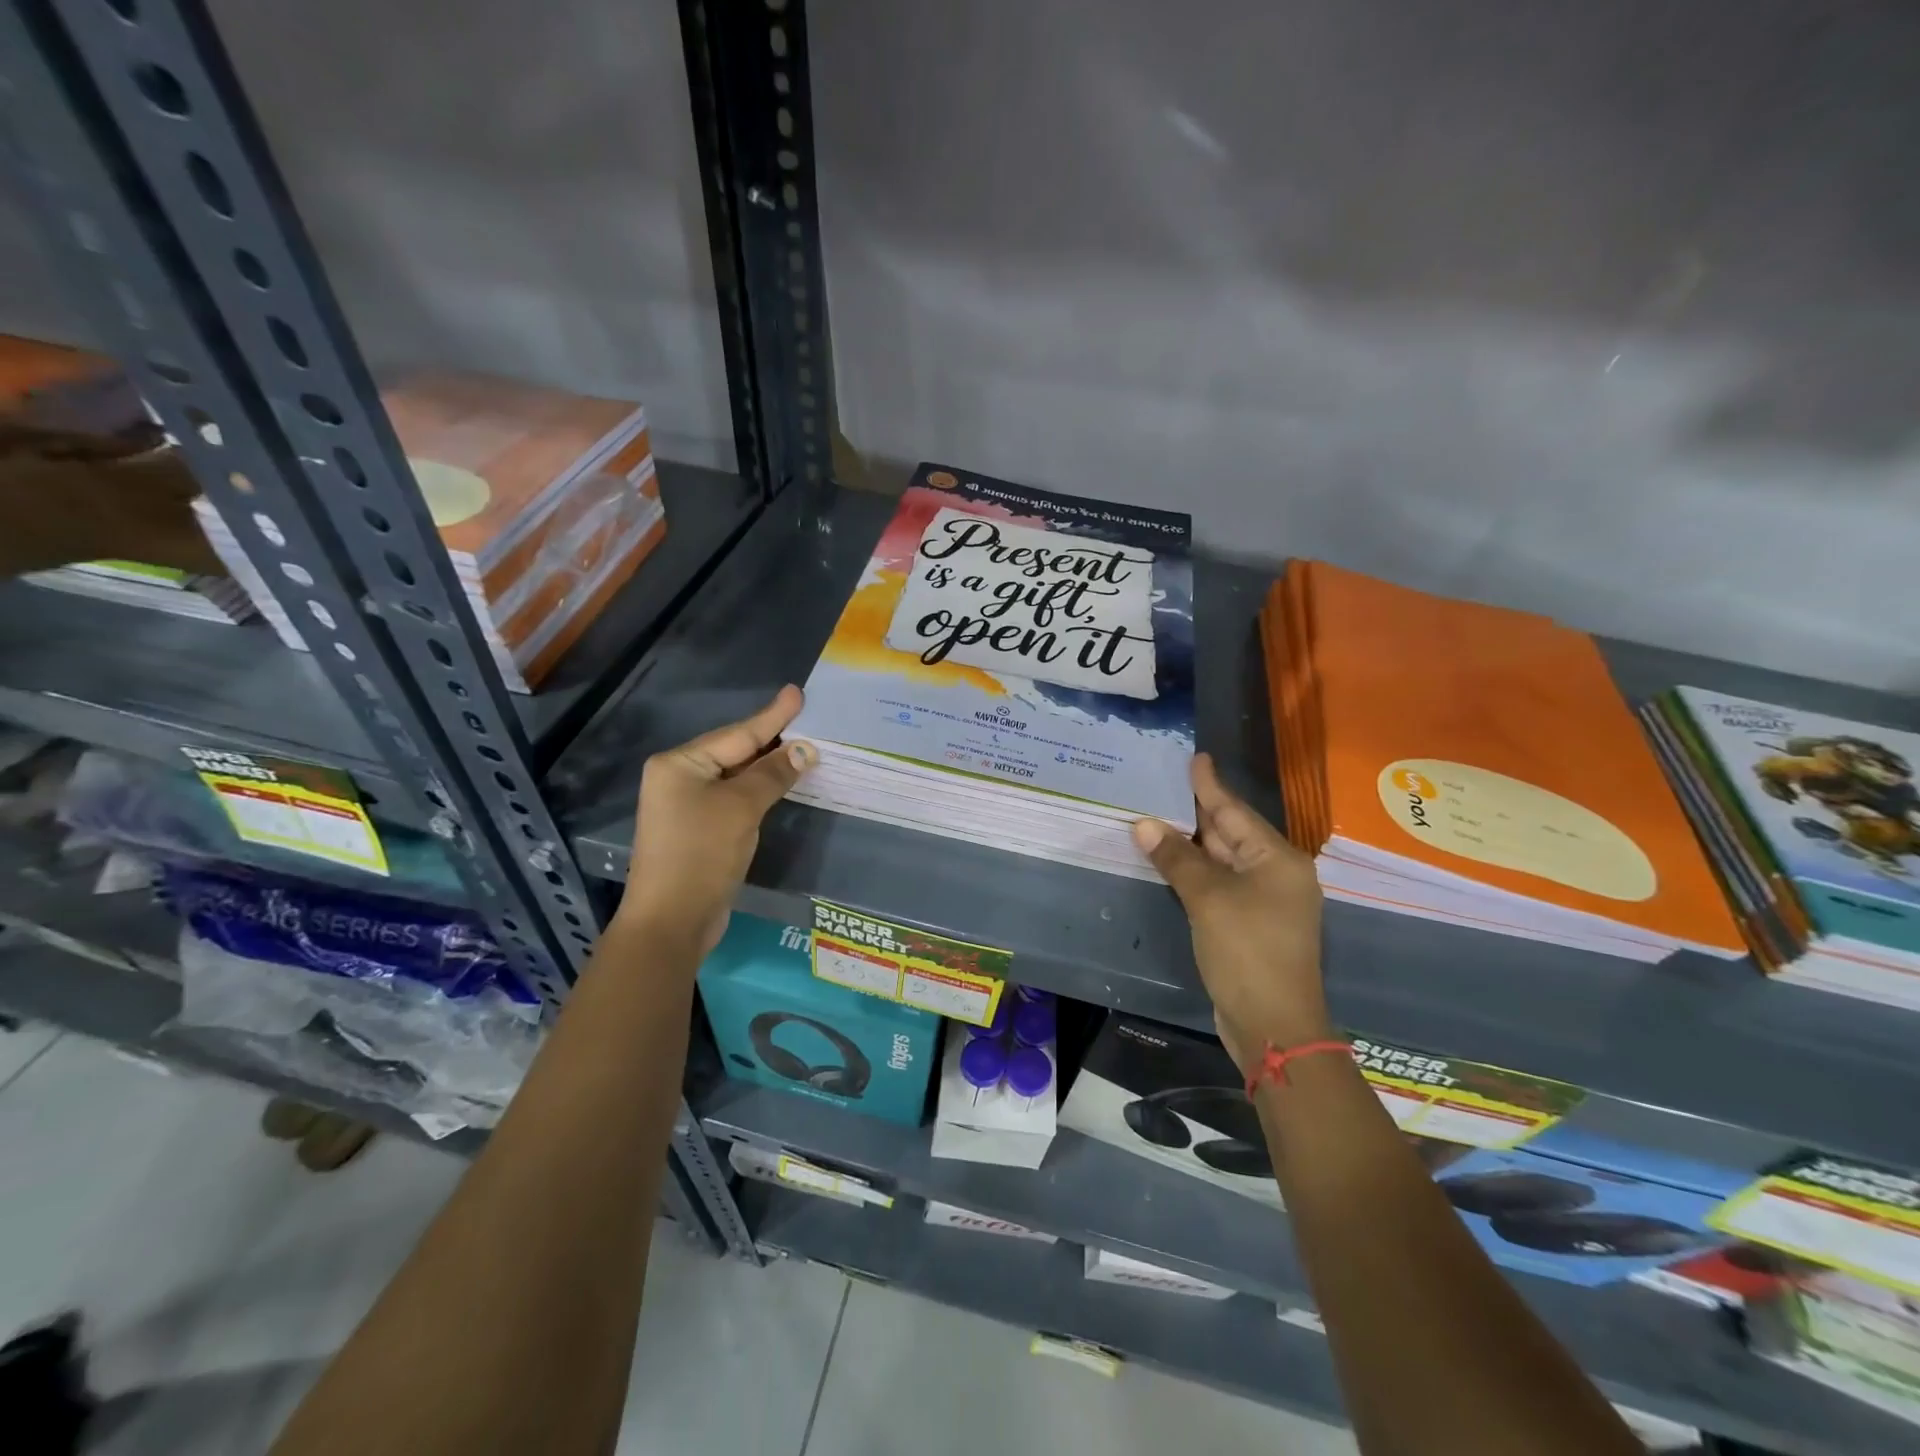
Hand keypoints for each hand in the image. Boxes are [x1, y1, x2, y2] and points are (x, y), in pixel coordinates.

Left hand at [618, 686, 813, 956]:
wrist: (672, 921)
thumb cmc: (701, 854)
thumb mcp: (741, 807)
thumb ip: (773, 774)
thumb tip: (805, 749)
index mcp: (680, 763)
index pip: (738, 734)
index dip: (773, 716)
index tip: (797, 693)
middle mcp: (679, 778)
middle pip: (735, 751)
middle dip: (772, 739)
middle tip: (807, 719)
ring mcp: (687, 805)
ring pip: (737, 776)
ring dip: (769, 766)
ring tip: (802, 745)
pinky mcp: (699, 830)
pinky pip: (735, 798)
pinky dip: (760, 790)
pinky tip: (782, 782)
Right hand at [1133, 754, 1328, 1073]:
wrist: (1274, 1025)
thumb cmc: (1247, 952)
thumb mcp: (1208, 899)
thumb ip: (1177, 858)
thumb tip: (1144, 824)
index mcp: (1277, 859)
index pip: (1235, 811)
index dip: (1211, 785)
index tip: (1196, 758)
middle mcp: (1276, 874)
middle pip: (1231, 833)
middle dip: (1198, 811)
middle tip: (1166, 784)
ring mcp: (1265, 902)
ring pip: (1223, 860)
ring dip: (1193, 843)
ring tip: (1161, 815)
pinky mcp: (1250, 925)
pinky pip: (1220, 884)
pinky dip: (1196, 871)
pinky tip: (1172, 861)